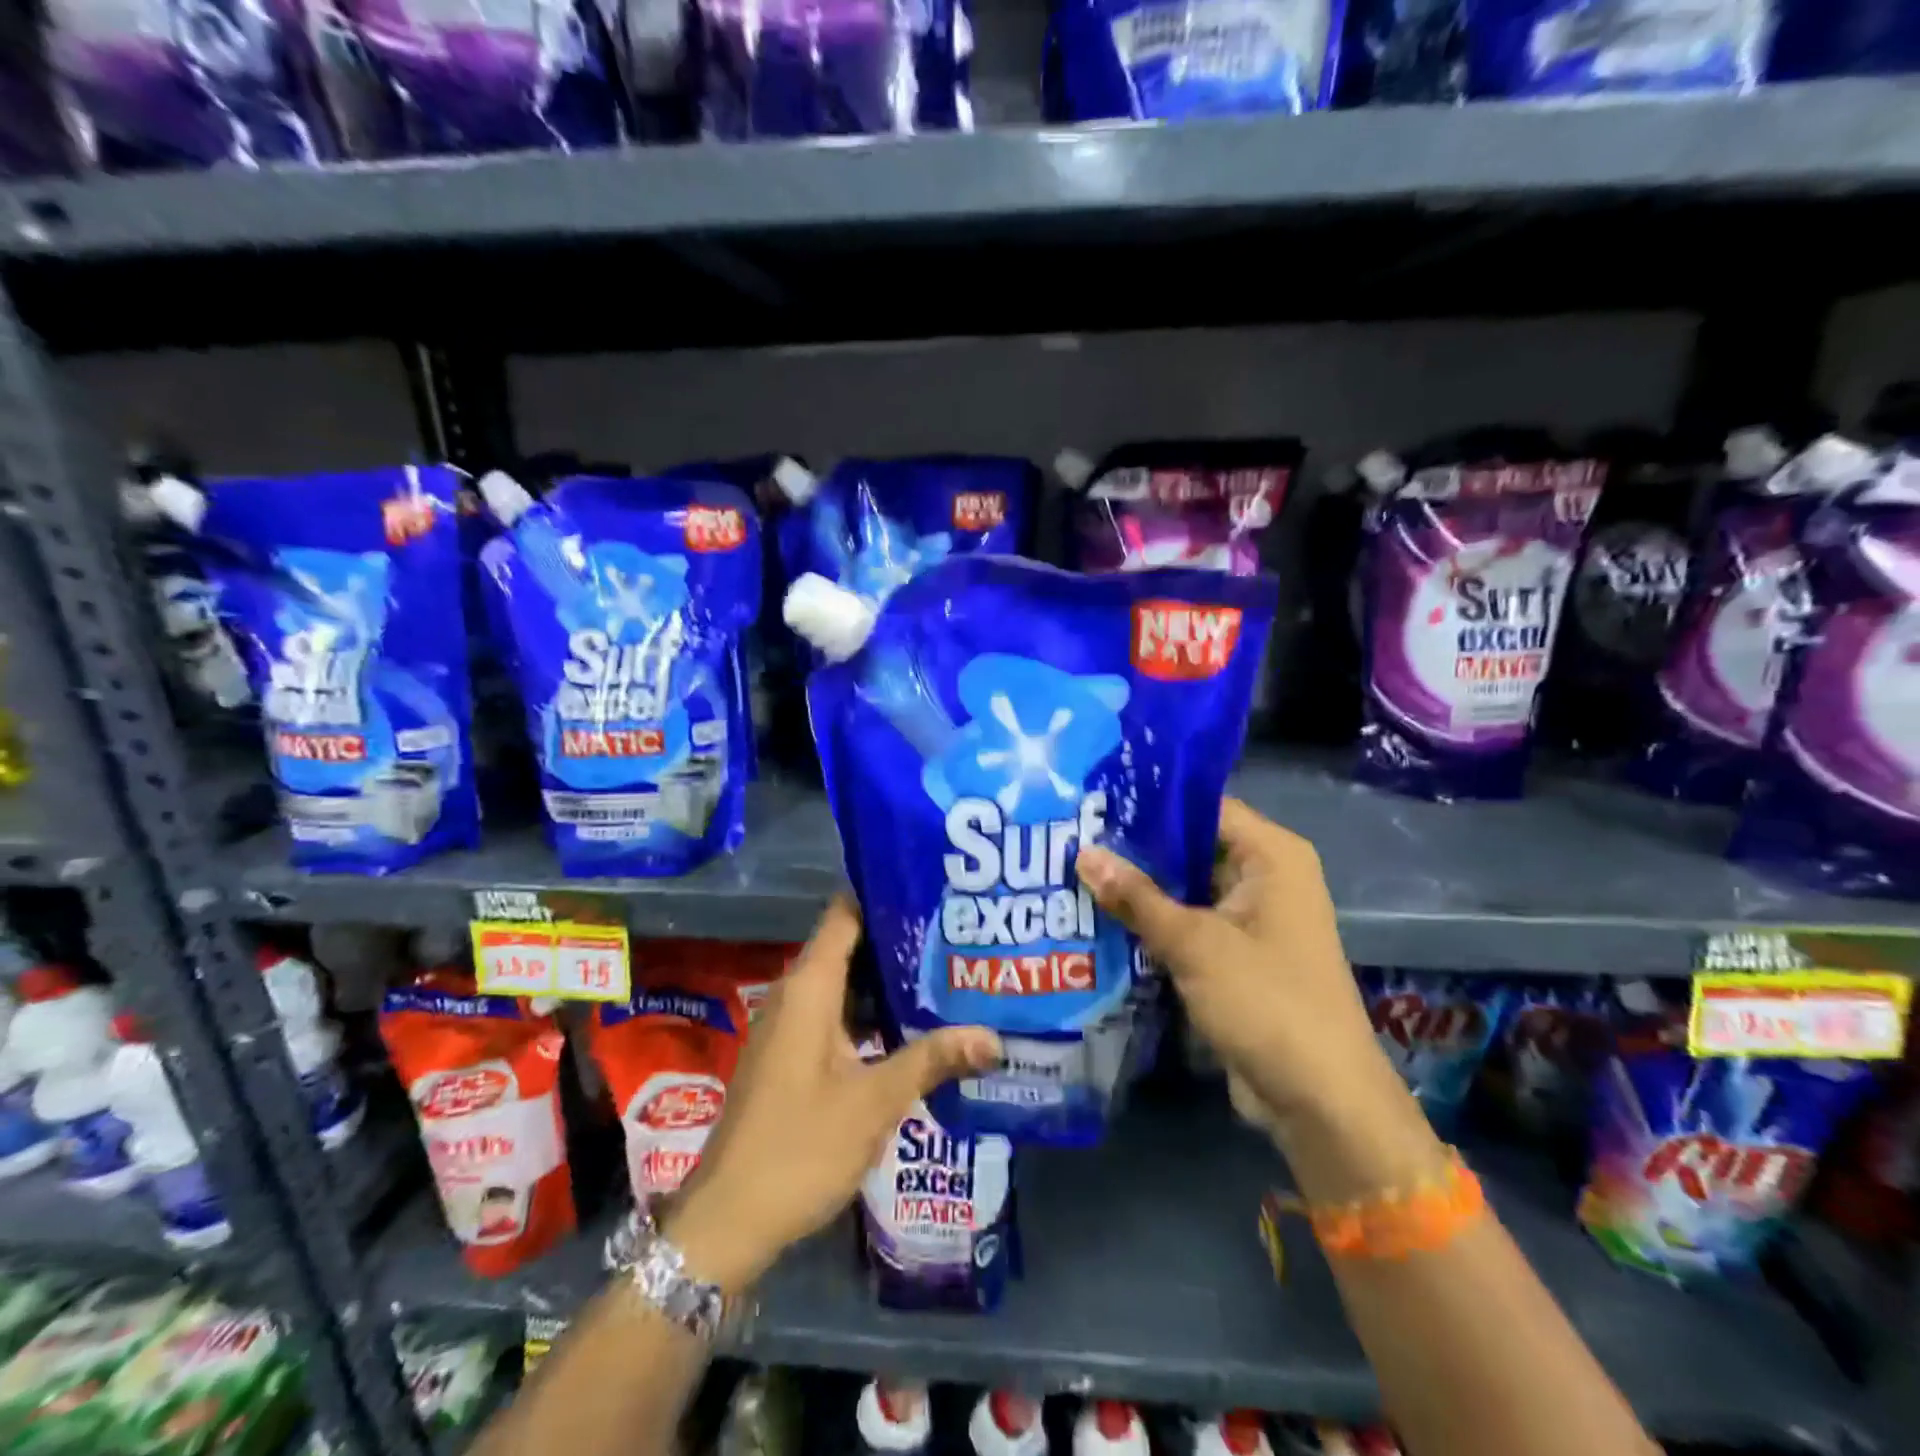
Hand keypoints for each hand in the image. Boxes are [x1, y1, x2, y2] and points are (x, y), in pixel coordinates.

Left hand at [663, 897, 1000, 1295]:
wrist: (728, 1221)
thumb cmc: (799, 1147)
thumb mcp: (874, 1101)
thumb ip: (933, 1059)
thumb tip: (994, 1035)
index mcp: (808, 987)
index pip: (846, 912)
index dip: (886, 893)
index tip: (935, 889)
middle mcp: (796, 994)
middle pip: (851, 944)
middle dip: (901, 939)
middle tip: (959, 933)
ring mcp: (792, 1026)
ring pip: (847, 982)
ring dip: (890, 979)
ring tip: (949, 971)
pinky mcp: (793, 1055)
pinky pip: (838, 1013)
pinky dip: (874, 1012)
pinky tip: (915, 1025)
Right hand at [1075, 798, 1406, 1147]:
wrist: (1320, 1100)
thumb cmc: (1266, 1001)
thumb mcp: (1194, 943)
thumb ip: (1136, 897)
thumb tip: (1083, 853)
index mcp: (1272, 856)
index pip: (1203, 806)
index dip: (1150, 803)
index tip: (1094, 801)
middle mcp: (1266, 877)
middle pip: (1192, 847)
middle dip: (1136, 849)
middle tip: (1073, 836)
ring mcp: (1252, 919)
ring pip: (1186, 888)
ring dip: (1140, 889)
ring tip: (1074, 871)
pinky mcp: (1237, 956)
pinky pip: (1189, 924)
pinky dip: (1154, 923)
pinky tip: (1101, 918)